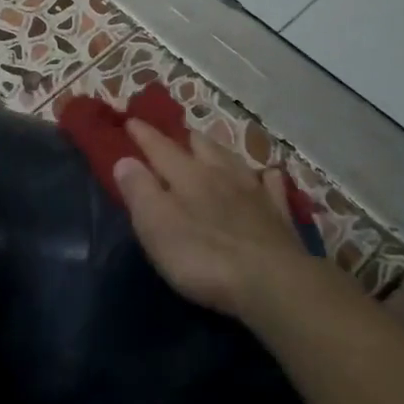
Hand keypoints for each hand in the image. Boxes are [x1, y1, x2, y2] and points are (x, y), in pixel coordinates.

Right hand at [112, 120, 312, 319]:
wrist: (271, 282)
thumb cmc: (202, 256)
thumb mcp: (156, 226)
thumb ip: (139, 191)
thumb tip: (125, 160)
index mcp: (187, 175)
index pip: (160, 148)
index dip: (144, 135)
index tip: (131, 120)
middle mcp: (221, 174)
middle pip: (201, 146)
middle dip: (184, 138)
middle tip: (174, 135)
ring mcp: (254, 192)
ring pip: (234, 160)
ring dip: (219, 151)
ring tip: (210, 148)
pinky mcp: (279, 215)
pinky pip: (273, 186)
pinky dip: (267, 177)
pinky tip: (268, 175)